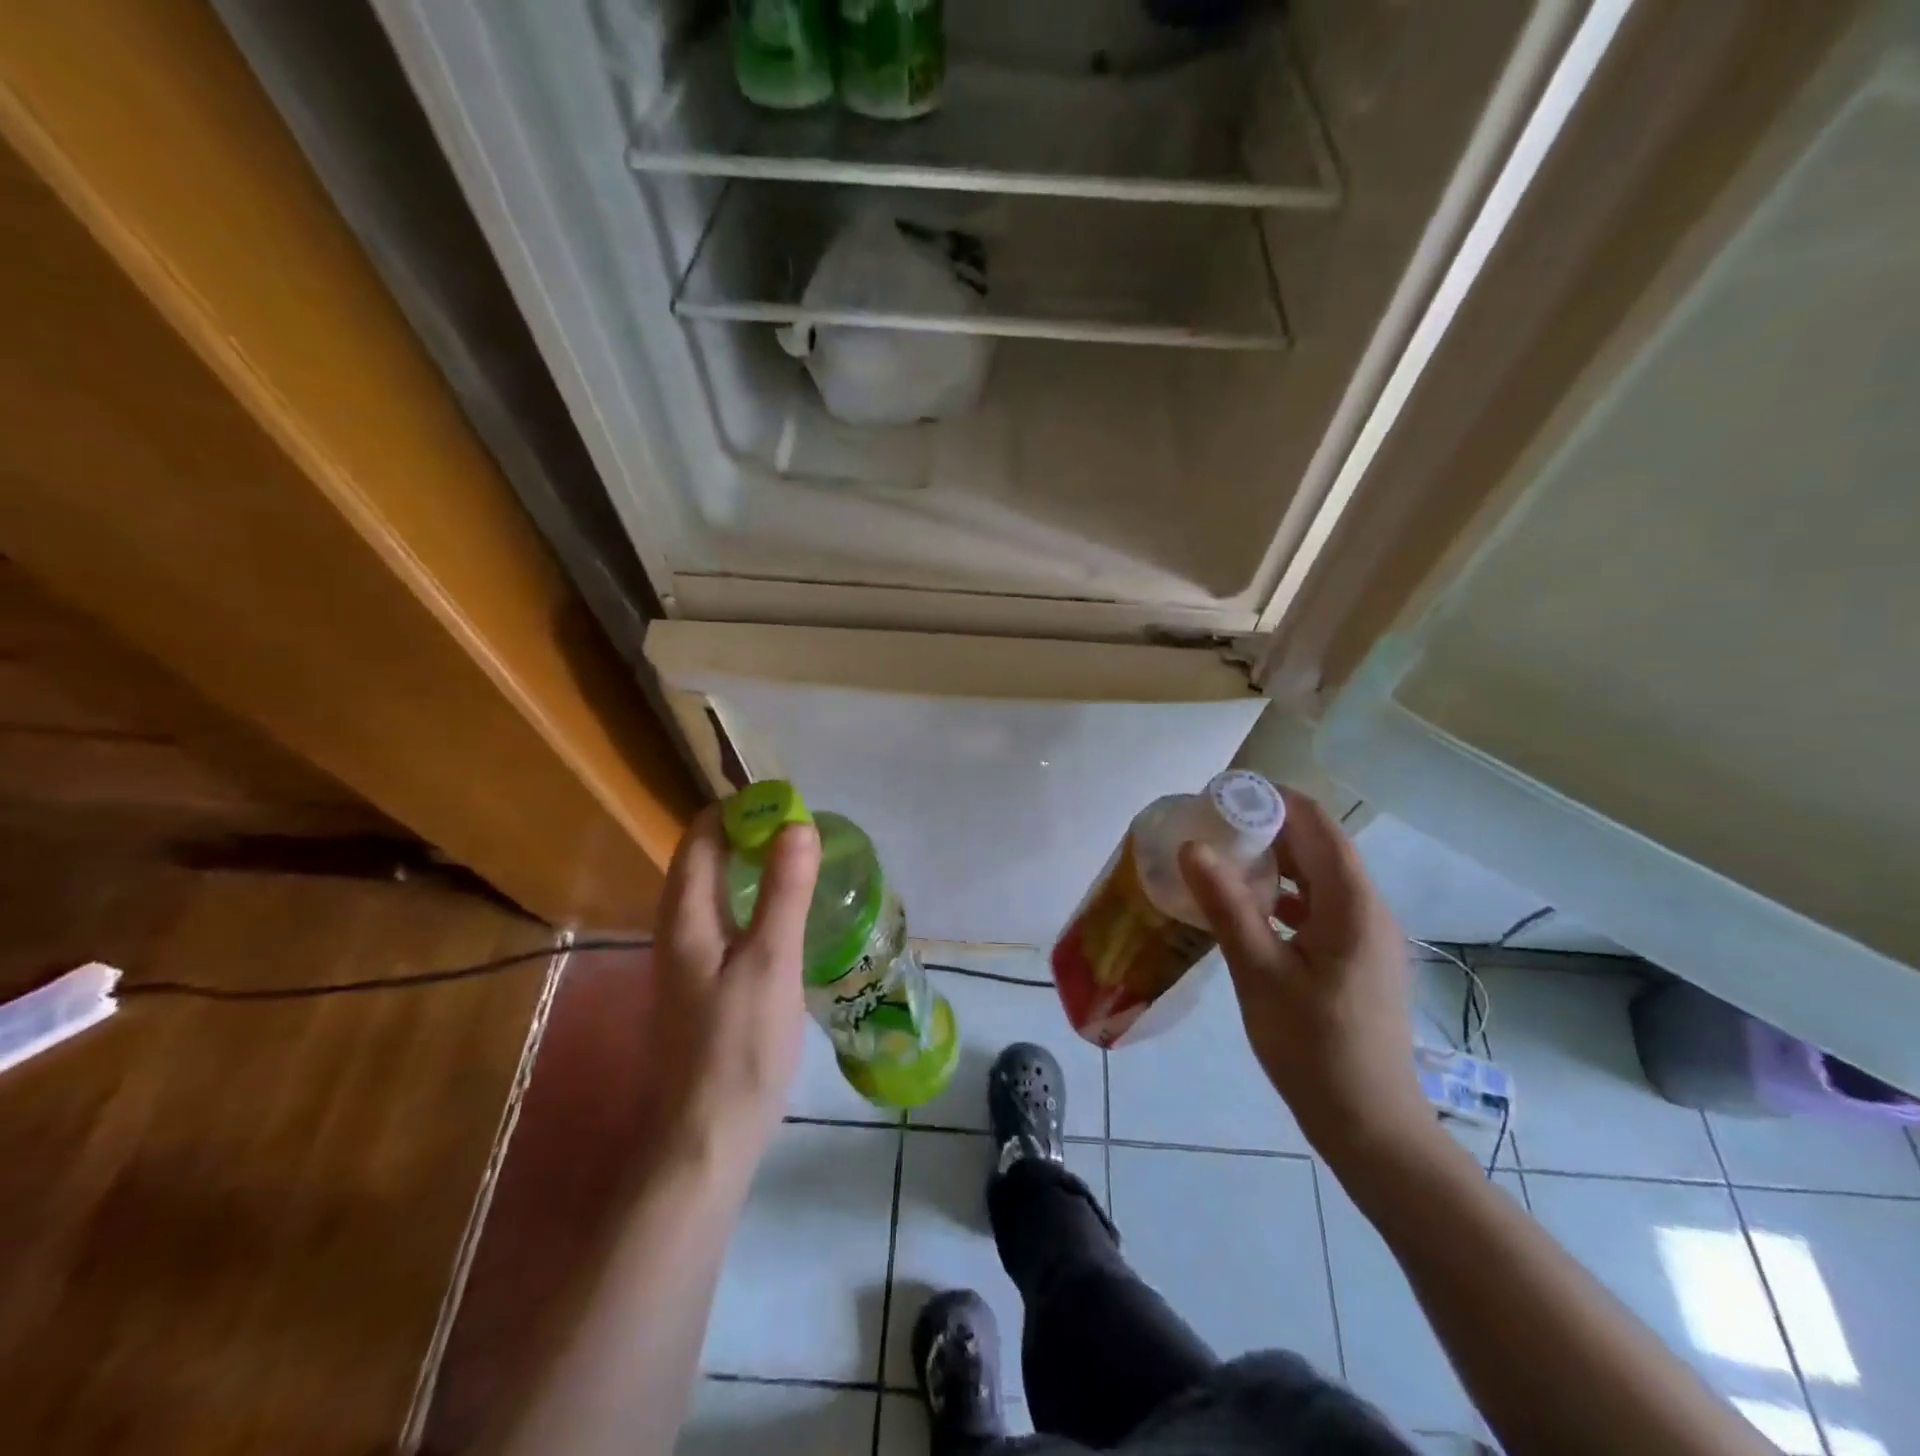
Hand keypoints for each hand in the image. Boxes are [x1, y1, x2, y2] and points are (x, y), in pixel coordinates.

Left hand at [648, 806, 819, 1172]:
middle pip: (704, 860)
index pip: (700, 836)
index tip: (787, 803)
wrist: (704, 1140)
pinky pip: (724, 921)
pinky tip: (786, 918)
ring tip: (802, 863)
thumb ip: (784, 892)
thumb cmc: (738, 1047)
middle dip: (748, 835)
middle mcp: (676, 929)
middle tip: (804, 832)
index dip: (738, 810)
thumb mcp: (771, 963)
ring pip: (715, 892)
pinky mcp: (701, 986)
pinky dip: (752, 901)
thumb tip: (797, 825)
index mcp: (685, 916)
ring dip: (752, 867)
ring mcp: (686, 961)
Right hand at [1179, 789, 1437, 1168]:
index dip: (1272, 801)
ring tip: (1220, 860)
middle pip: (1319, 847)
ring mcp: (1366, 937)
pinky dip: (1283, 897)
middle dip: (1266, 829)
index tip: (1220, 796)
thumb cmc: (1314, 1048)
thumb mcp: (1260, 974)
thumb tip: (1192, 847)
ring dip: (1274, 863)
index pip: (1317, 825)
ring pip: (1318, 878)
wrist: (1370, 1127)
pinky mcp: (1356, 960)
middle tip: (1209, 826)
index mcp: (1352, 905)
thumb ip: (1227, 906)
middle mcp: (1368, 910)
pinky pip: (1319, 908)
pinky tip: (1246, 910)